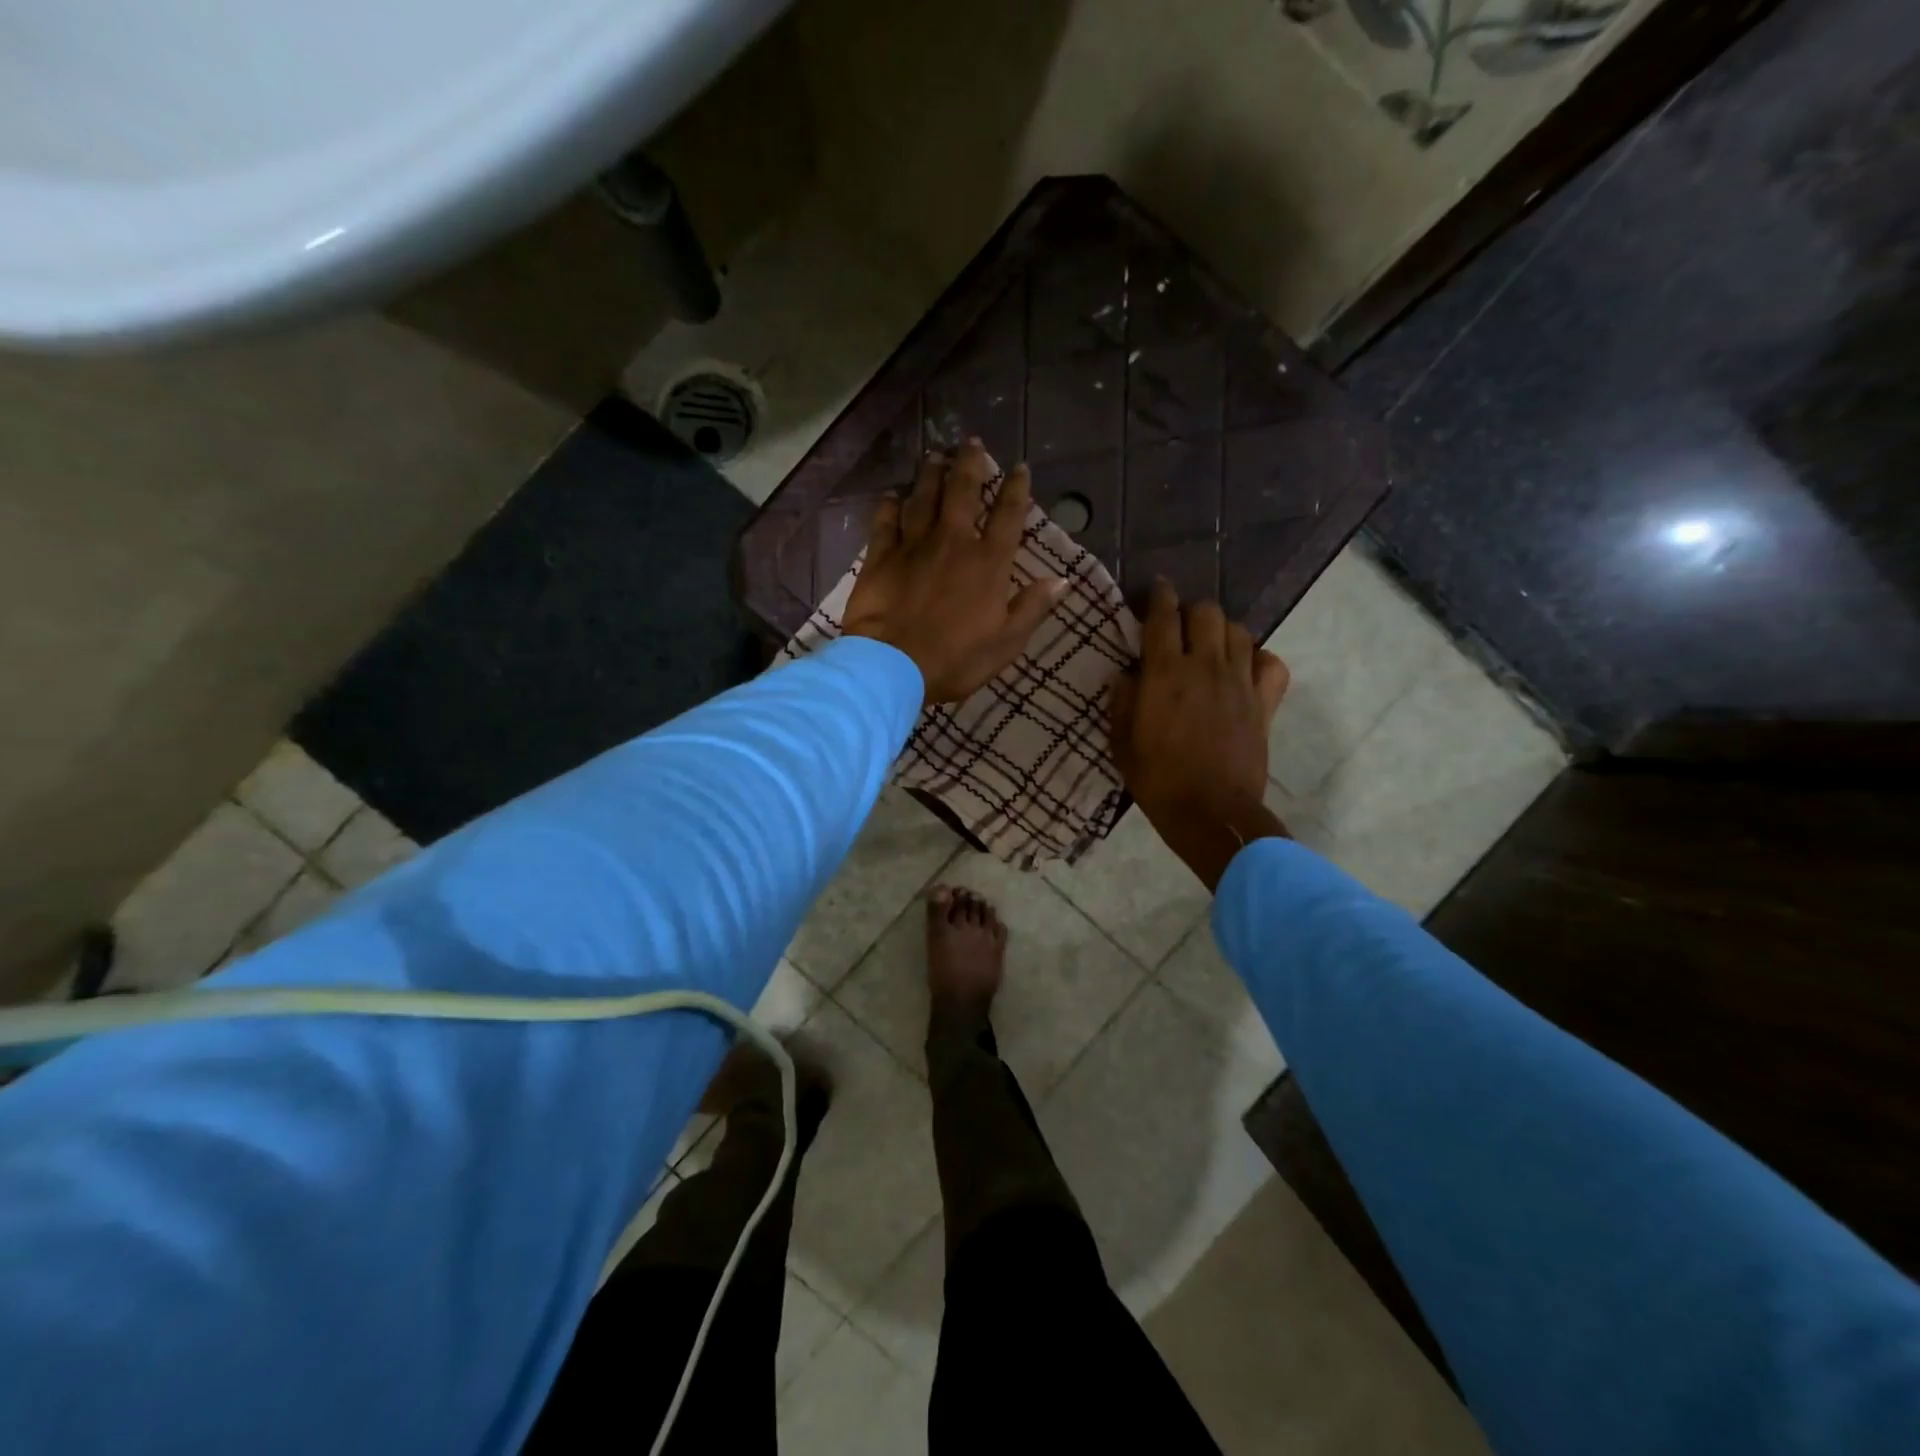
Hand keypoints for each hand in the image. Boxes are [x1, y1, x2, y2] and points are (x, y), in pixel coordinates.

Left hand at [843, 440, 1067, 703]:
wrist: (893, 665)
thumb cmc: (956, 659)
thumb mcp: (1006, 642)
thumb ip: (1032, 608)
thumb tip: (1062, 580)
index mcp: (988, 563)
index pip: (1008, 516)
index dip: (1016, 489)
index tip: (1019, 467)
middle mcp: (952, 542)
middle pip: (962, 493)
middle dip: (970, 464)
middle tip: (971, 441)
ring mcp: (913, 546)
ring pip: (923, 498)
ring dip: (931, 474)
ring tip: (936, 455)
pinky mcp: (880, 557)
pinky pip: (885, 522)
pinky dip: (889, 505)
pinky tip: (892, 494)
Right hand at [1111, 579, 1291, 888]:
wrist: (1210, 812)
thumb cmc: (1156, 779)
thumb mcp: (1121, 741)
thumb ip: (1122, 700)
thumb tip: (1127, 674)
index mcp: (1165, 672)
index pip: (1164, 616)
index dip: (1159, 596)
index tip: (1157, 591)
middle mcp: (1205, 665)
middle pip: (1207, 612)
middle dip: (1191, 612)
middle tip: (1180, 628)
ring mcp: (1240, 681)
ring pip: (1239, 630)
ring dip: (1222, 631)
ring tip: (1210, 646)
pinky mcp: (1265, 702)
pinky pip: (1271, 663)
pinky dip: (1259, 659)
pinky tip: (1245, 670)